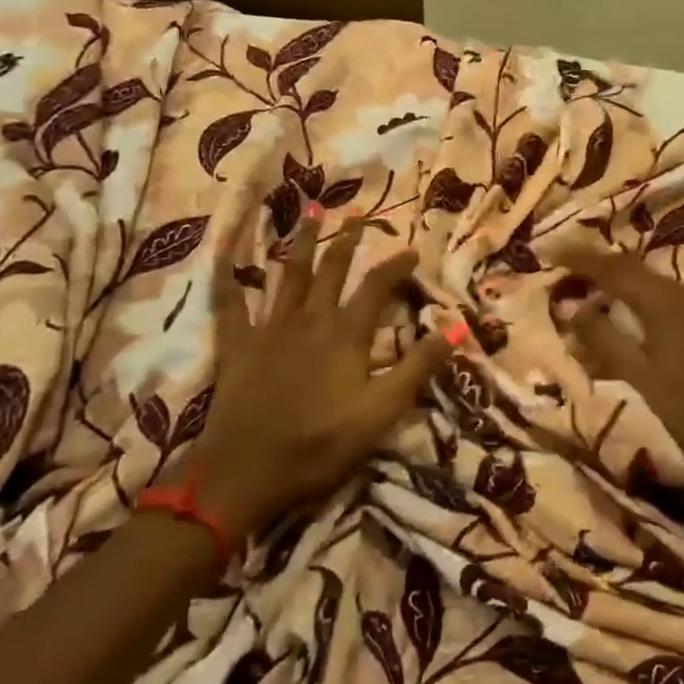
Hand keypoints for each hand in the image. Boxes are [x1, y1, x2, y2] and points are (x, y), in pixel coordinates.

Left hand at [180, 211, 458, 534]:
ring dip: (302, 242)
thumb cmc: (320, 444)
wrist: (245, 471)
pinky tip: (226, 258)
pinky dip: (229, 279)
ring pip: (289, 275)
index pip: (377, 287)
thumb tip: (457, 326)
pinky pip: (232, 305)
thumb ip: (419, 366)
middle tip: (357, 214)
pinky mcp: (237, 346)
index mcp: (346, 334)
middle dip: (347, 240)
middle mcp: (310, 319)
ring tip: (311, 211)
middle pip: (331, 270)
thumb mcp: (381, 410)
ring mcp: (270, 329)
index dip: (397, 266)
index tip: (413, 249)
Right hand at [554, 246, 683, 500]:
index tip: (547, 251)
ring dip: (612, 292)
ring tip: (583, 301)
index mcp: (662, 300)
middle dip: (594, 270)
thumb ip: (603, 338)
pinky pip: (657, 308)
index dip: (579, 257)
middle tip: (561, 273)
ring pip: (644, 290)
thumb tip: (572, 306)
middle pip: (630, 271)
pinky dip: (631, 312)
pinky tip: (619, 331)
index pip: (612, 267)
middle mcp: (679, 296)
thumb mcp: (639, 376)